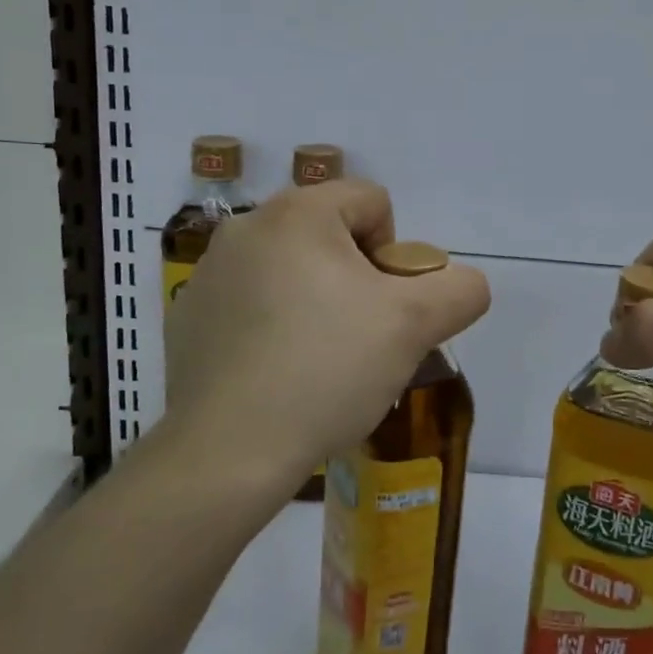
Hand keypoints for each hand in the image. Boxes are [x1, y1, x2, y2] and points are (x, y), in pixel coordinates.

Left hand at [164, 180, 490, 481]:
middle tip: (359, 339)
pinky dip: (273, 327)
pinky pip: (251, 304)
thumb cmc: (325, 370)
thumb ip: (459, 291)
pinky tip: (276, 375)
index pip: (372, 202)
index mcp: (297, 213)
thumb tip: (464, 285)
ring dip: (316, 302)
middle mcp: (245, 228)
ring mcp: (209, 272)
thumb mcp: (413, 325)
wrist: (226, 451)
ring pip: (291, 271)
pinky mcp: (189, 316)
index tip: (383, 309)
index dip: (395, 254)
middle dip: (356, 281)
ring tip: (318, 363)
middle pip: (331, 236)